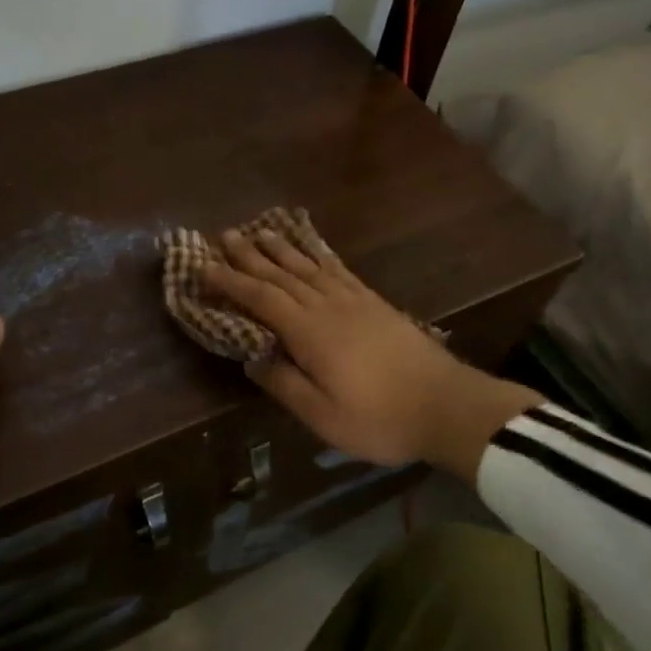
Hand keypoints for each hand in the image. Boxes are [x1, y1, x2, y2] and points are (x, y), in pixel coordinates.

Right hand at [202, 229, 540, 478]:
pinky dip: (320, 256)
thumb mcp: (323, 415)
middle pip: (282, 275)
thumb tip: (252, 358)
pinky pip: (339, 270)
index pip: (261, 299)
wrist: (447, 405)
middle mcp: (328, 307)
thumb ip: (284, 384)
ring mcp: (355, 301)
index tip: (204, 266)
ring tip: (260, 231)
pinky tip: (313, 251)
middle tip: (225, 234)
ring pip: (309, 267)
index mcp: (310, 333)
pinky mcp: (375, 303)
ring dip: (282, 249)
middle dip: (250, 255)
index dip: (231, 281)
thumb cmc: (380, 418)